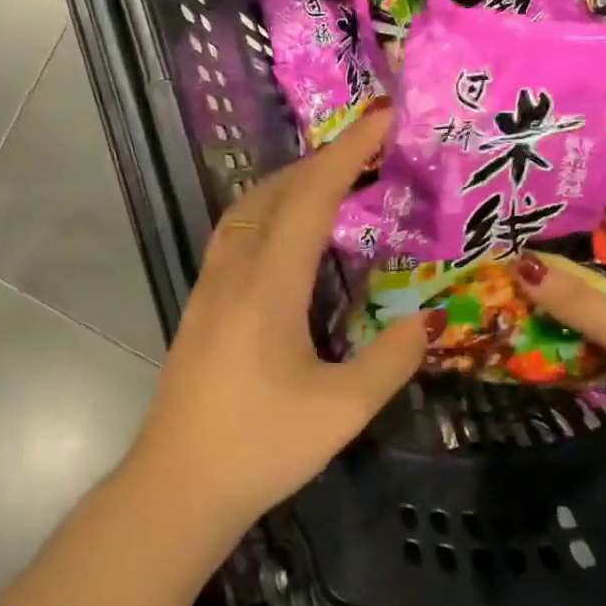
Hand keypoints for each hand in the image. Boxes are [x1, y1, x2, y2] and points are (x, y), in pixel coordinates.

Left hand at [130, 110, 435, 530]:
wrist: (176, 488)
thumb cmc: (259, 447)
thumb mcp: (342, 411)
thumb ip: (391, 360)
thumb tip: (429, 321)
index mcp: (268, 285)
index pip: (311, 198)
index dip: (348, 152)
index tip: (381, 117)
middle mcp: (234, 272)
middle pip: (276, 192)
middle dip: (323, 159)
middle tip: (369, 148)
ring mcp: (209, 288)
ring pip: (248, 209)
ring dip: (290, 182)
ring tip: (332, 180)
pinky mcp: (200, 307)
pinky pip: (235, 234)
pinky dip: (269, 211)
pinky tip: (287, 235)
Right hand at [516, 214, 605, 479]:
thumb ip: (578, 301)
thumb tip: (521, 265)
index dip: (597, 203)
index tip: (547, 196)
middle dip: (565, 246)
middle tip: (515, 232)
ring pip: (597, 291)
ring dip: (561, 286)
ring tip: (509, 265)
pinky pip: (592, 325)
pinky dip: (565, 320)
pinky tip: (526, 312)